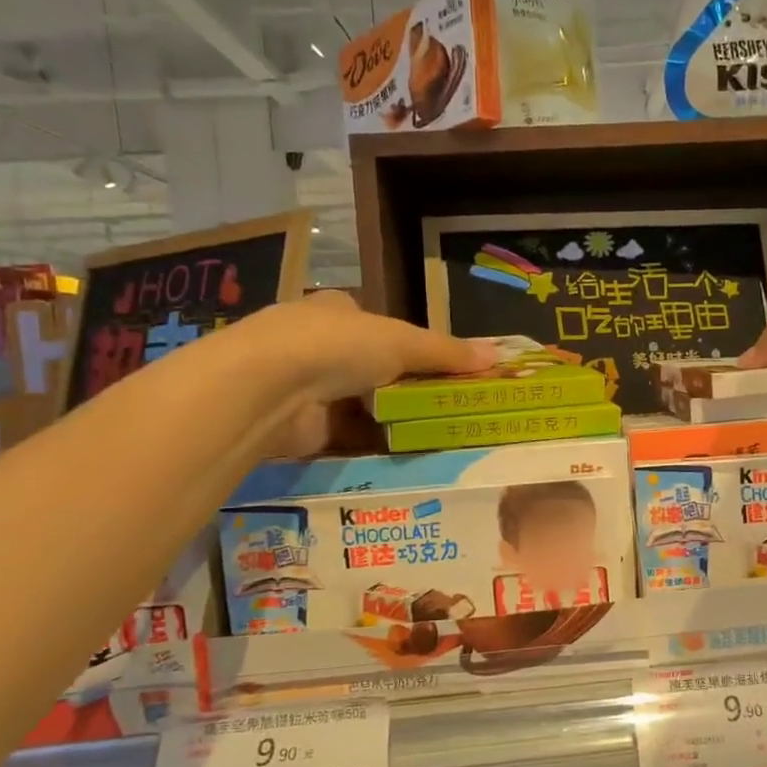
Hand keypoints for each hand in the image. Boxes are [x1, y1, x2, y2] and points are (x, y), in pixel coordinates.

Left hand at [239, 292, 495, 455]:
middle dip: (404, 387)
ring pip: (361, 404)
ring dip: (390, 418)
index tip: (443, 369)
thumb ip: (447, 352)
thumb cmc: (337, 346)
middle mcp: (317, 344)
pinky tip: (403, 454)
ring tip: (435, 435)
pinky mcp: (301, 427)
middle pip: (372, 368)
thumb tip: (498, 355)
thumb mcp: (403, 342)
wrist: (268, 389)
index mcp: (337, 311)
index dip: (410, 345)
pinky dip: (372, 444)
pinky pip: (348, 436)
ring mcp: (305, 387)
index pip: (379, 326)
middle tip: (446, 407)